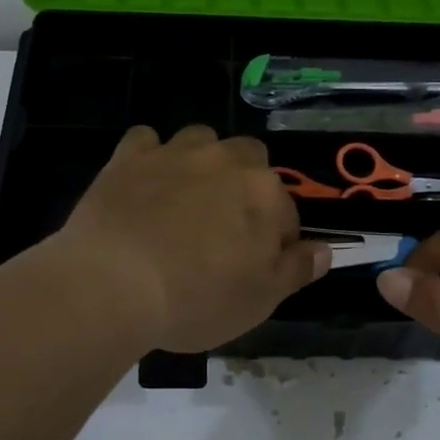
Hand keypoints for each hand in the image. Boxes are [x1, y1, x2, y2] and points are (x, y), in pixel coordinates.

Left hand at [56, 125, 329, 353]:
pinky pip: (145, 141)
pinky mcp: (129, 157)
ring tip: (185, 199)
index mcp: (265, 193)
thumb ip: (297, 269)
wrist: (114, 284)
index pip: (286, 212)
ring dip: (202, 162)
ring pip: (201, 139)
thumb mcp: (260, 299)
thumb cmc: (198, 298)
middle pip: (250, 159)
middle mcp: (225, 160)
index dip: (276, 240)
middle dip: (245, 185)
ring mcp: (175, 153)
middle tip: (223, 228)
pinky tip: (143, 183)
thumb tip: (325, 251)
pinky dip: (149, 156)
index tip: (255, 267)